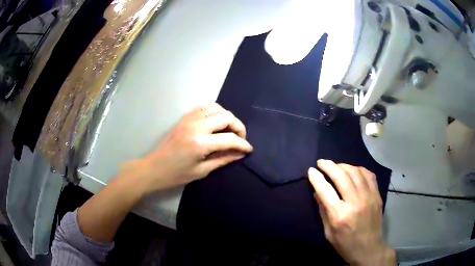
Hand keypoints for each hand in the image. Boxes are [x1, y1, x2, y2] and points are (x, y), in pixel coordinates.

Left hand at [121, 103, 252, 192]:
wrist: (154, 168)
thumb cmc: (176, 174)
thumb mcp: (202, 171)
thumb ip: (223, 160)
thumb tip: (240, 154)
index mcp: (200, 143)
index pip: (230, 138)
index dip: (243, 144)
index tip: (249, 149)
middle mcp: (196, 126)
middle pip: (226, 117)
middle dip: (239, 127)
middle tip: (240, 139)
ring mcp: (189, 119)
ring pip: (216, 107)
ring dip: (227, 117)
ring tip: (228, 130)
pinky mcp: (184, 117)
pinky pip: (204, 107)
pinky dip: (214, 112)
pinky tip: (216, 123)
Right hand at [308, 160, 395, 265]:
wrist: (369, 249)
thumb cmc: (345, 244)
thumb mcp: (328, 232)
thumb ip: (323, 211)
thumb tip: (317, 192)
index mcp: (340, 215)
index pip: (325, 190)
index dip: (316, 178)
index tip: (311, 170)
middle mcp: (355, 203)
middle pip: (341, 176)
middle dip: (329, 166)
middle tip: (321, 162)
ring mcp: (368, 197)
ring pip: (355, 172)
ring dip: (343, 165)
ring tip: (336, 166)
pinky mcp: (377, 195)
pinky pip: (369, 175)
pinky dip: (359, 169)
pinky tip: (353, 171)